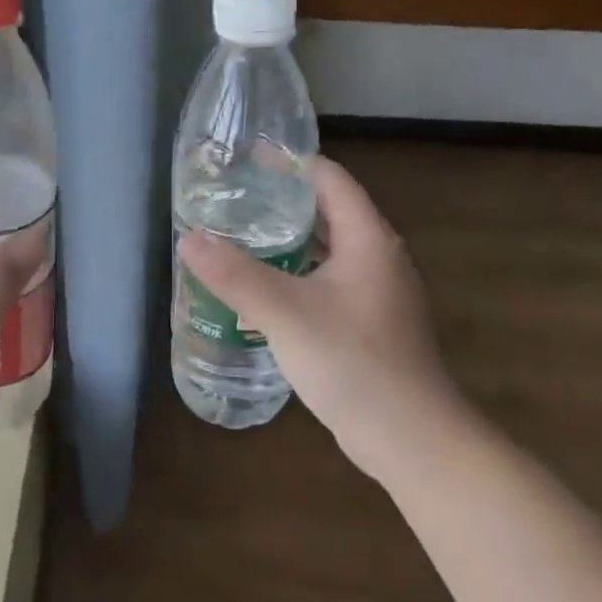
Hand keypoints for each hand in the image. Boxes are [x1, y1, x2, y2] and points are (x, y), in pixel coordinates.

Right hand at [178, 157, 458, 479]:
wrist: (412, 440)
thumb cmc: (353, 364)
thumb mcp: (286, 314)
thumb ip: (236, 274)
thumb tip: (189, 239)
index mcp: (368, 239)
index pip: (329, 178)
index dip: (289, 163)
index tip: (245, 160)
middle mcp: (378, 257)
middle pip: (328, 210)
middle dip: (281, 201)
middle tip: (232, 200)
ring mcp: (378, 292)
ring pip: (327, 249)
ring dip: (287, 240)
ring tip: (239, 238)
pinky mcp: (371, 323)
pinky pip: (328, 280)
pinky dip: (297, 273)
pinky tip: (264, 289)